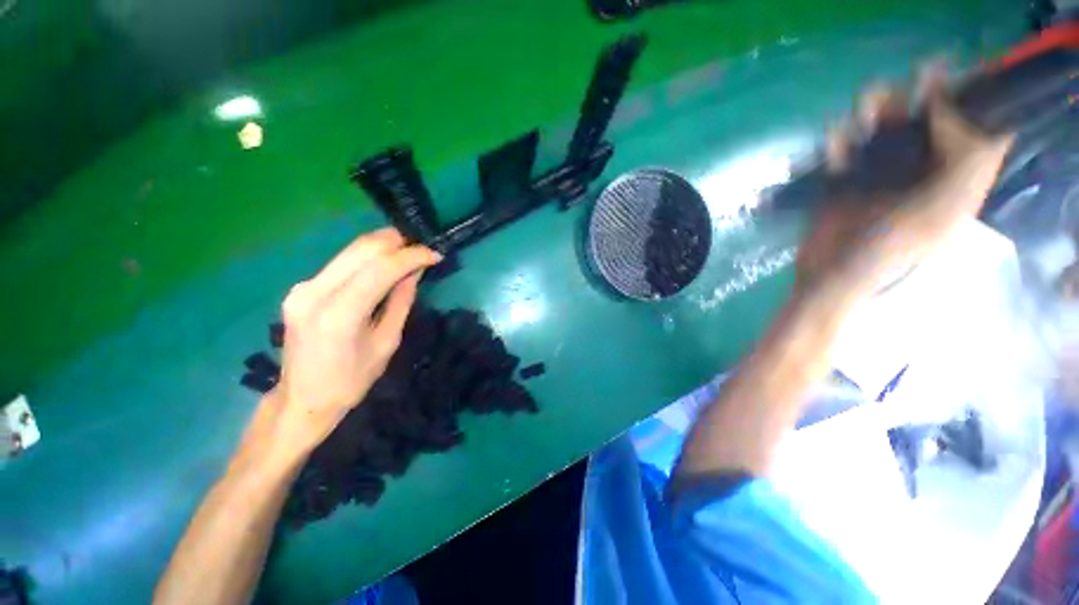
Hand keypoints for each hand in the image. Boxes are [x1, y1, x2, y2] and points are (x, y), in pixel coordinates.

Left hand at [242, 228, 441, 464]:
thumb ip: (401, 301)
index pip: (380, 269)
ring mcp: (303, 287)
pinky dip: (367, 259)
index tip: (435, 255)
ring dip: (383, 248)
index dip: (412, 256)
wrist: (303, 399)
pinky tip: (383, 268)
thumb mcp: (387, 342)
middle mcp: (314, 292)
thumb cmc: (352, 380)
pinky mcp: (301, 288)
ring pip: (350, 251)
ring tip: (408, 255)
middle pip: (362, 249)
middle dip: (397, 243)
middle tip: (422, 250)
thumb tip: (415, 272)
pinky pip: (341, 263)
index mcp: (339, 314)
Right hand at [796, 66, 1012, 296]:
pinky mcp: (844, 183)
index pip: (972, 134)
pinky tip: (834, 141)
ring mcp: (879, 178)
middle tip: (913, 81)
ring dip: (876, 115)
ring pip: (883, 133)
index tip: (949, 84)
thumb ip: (960, 165)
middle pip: (926, 126)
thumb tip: (948, 109)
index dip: (967, 103)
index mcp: (952, 184)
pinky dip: (839, 142)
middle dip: (919, 100)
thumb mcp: (938, 213)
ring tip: (866, 105)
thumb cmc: (886, 252)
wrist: (831, 275)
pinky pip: (844, 152)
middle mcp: (920, 174)